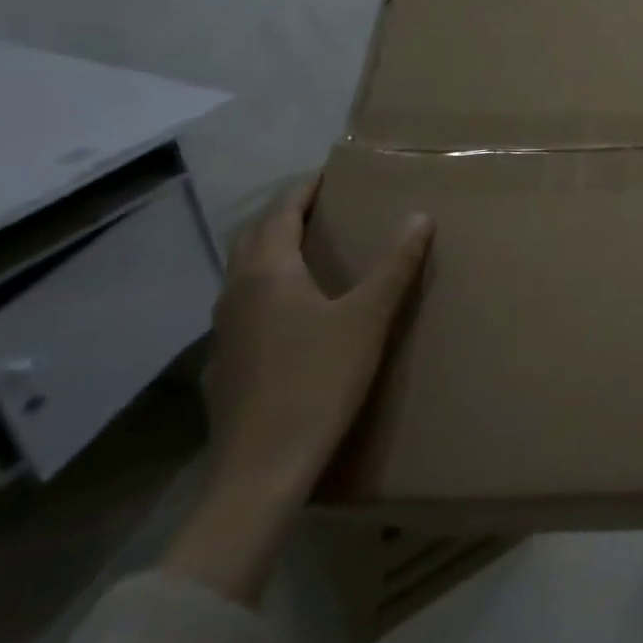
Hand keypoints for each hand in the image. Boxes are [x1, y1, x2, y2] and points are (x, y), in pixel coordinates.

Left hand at [162, 175, 431, 602]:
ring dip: (271, 248)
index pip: (281, 211)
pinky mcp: (224, 363)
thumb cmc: (318, 381)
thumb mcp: (368, 318)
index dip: (305, 188)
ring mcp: (223, 330)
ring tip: (309, 247)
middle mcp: (236, 292)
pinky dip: (265, 286)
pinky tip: (290, 310)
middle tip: (323, 204)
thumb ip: (395, 265)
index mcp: (268, 272)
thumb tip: (419, 216)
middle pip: (254, 236)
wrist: (261, 469)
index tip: (331, 172)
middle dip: (285, 213)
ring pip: (243, 271)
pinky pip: (242, 304)